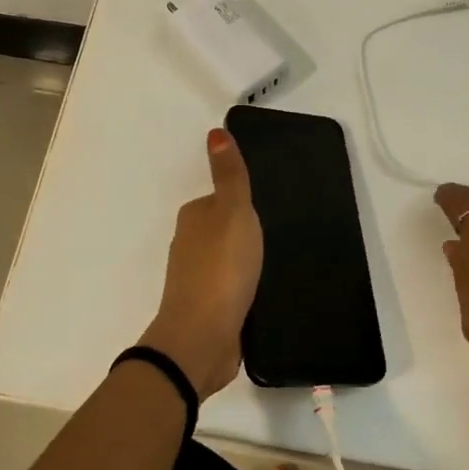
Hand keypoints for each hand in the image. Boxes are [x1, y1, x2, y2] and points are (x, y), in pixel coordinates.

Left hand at [140, 127, 262, 400]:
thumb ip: (229, 175)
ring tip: (276, 267)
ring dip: (245, 265)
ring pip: (227, 262)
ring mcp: (196, 281)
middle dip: (245, 235)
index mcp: (193, 219)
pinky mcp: (209, 310)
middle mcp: (189, 247)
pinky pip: (232, 290)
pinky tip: (263, 295)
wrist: (202, 337)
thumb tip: (216, 132)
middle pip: (222, 232)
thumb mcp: (233, 212)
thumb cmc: (221, 268)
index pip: (219, 201)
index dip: (243, 205)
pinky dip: (244, 289)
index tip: (270, 212)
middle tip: (280, 239)